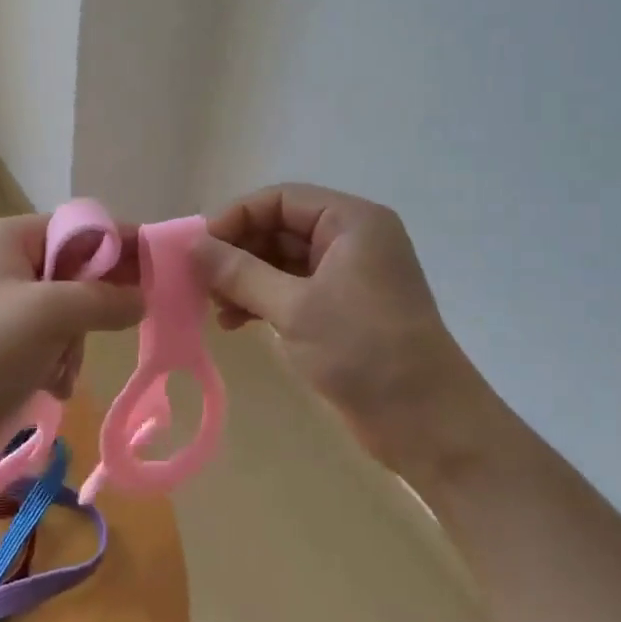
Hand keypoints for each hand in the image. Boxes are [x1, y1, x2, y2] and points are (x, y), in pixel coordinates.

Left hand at [0, 214, 143, 474]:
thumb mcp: (51, 313)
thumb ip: (105, 298)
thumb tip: (143, 298)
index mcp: (11, 238)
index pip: (81, 227)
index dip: (120, 244)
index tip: (159, 270)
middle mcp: (10, 263)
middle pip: (80, 269)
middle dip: (95, 303)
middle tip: (122, 322)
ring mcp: (8, 305)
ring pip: (74, 309)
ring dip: (76, 341)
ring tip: (61, 367)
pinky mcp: (9, 343)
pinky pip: (57, 339)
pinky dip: (61, 361)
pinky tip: (52, 384)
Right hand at [196, 184, 492, 474]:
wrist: (426, 421)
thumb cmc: (362, 350)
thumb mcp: (294, 307)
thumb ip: (240, 272)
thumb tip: (193, 246)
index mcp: (352, 222)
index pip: (281, 200)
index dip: (236, 218)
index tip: (198, 248)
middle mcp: (352, 240)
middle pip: (281, 228)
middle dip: (238, 252)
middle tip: (200, 281)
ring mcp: (349, 276)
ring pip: (284, 262)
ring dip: (246, 279)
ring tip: (214, 307)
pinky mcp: (344, 310)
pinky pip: (294, 290)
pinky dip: (263, 301)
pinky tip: (236, 323)